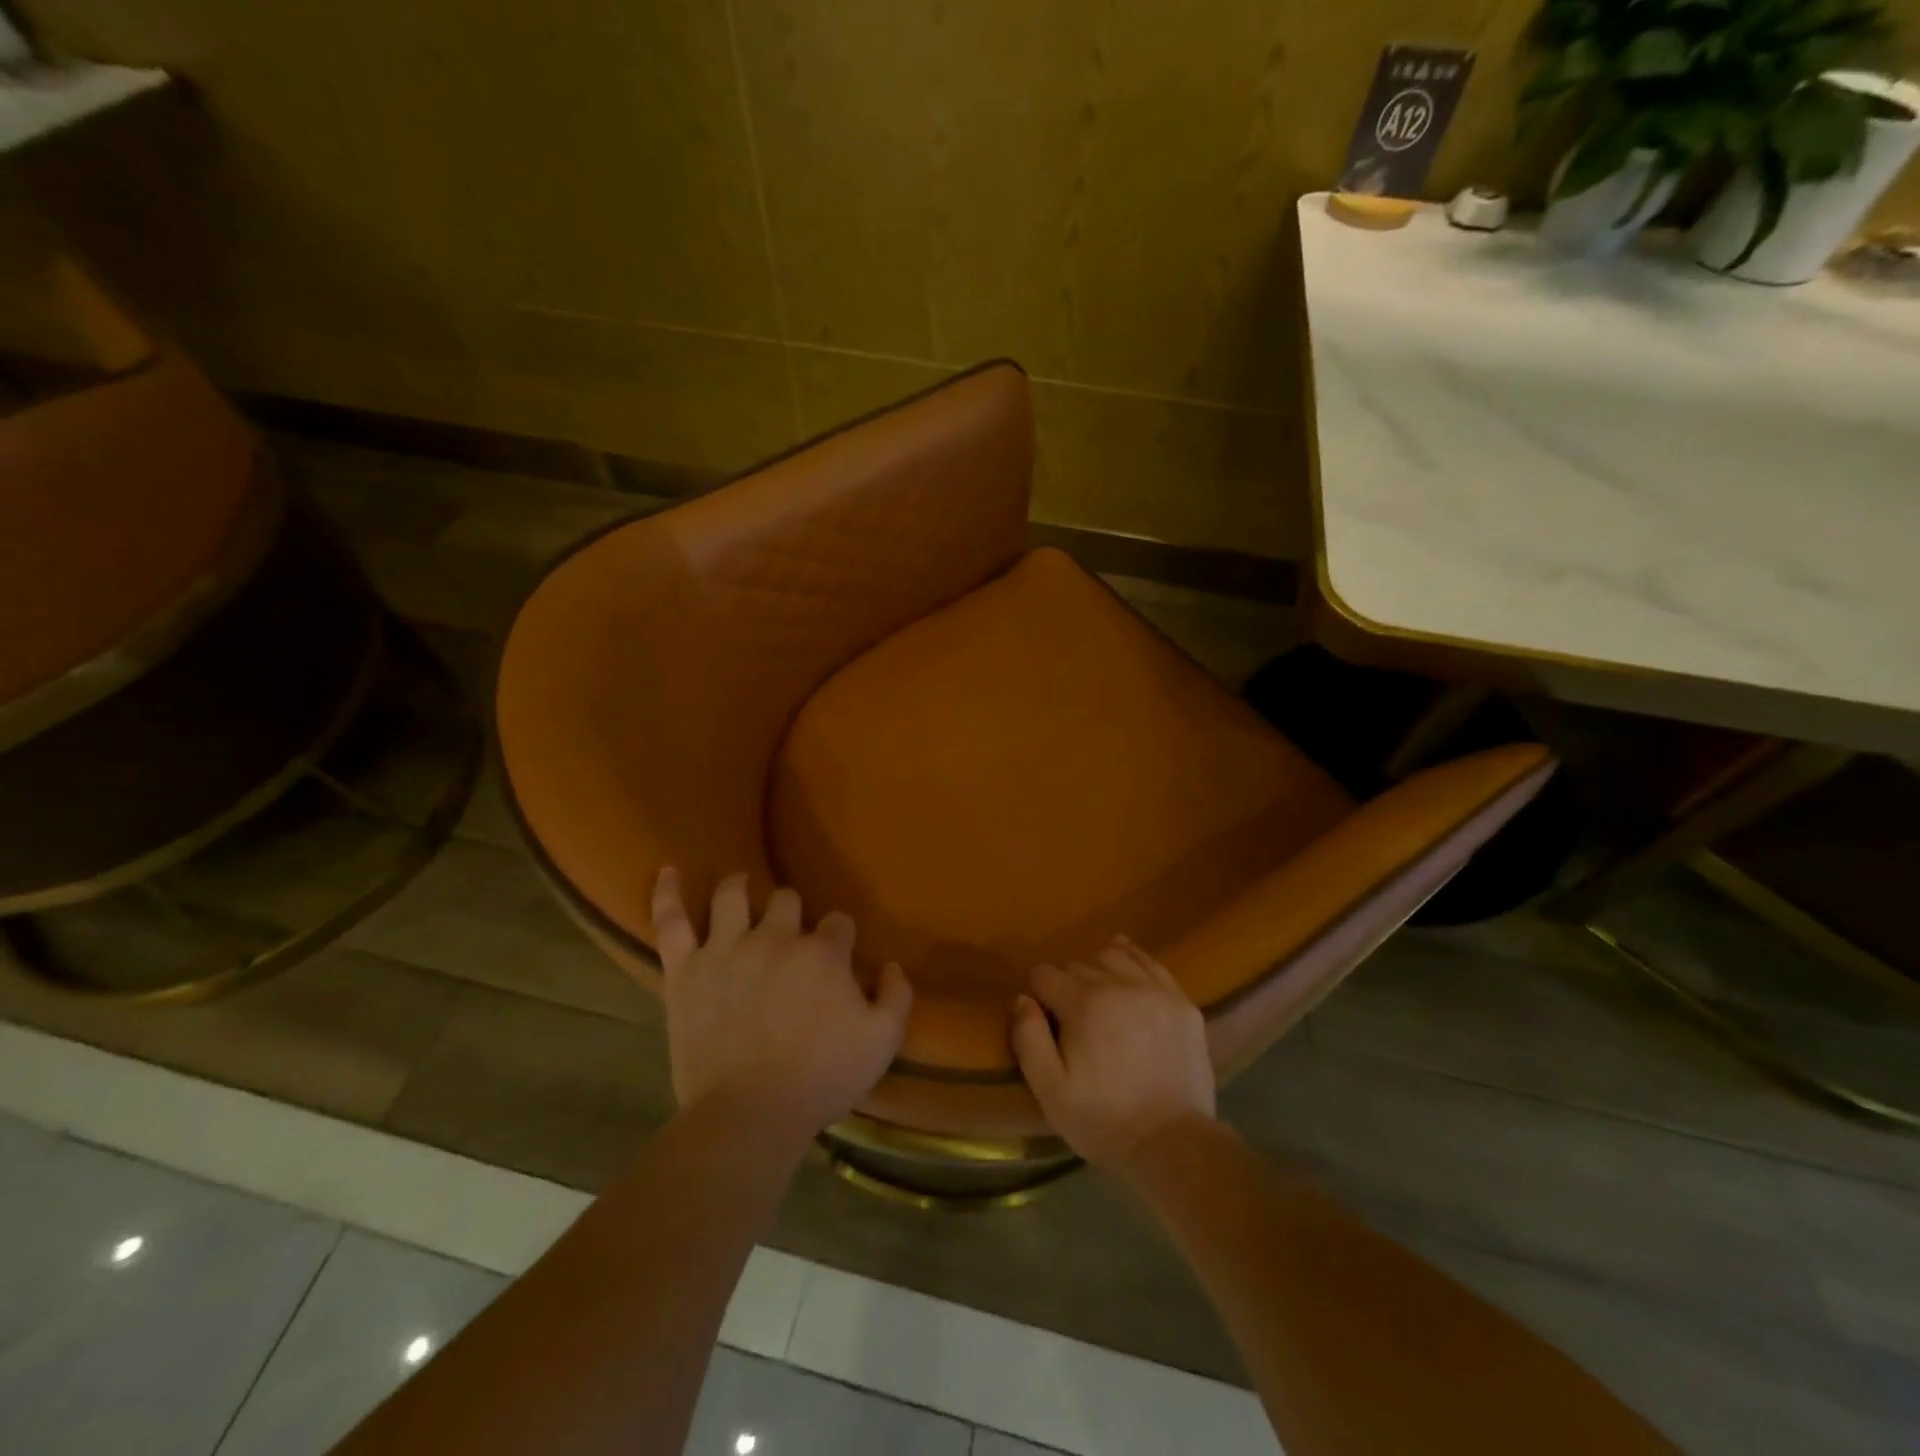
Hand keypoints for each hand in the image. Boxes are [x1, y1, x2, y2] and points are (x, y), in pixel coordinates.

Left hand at [652, 868, 911, 1143]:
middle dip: (793, 912)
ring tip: (742, 887)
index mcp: (822, 953)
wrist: (749, 1115)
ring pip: (732, 895)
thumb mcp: (881, 1042)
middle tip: (791, 936)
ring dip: (741, 887)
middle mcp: (775, 938)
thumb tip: (892, 966)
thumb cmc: (820, 1079)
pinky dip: (668, 894)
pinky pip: (671, 922)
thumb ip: (896, 996)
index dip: (841, 937)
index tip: (839, 957)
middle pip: (786, 900)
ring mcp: (726, 949)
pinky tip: (668, 871)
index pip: (838, 922)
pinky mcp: (686, 970)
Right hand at [1011, 936, 1215, 1169]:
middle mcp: (1119, 985)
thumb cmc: (1103, 1120)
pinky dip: (1134, 960)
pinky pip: (1152, 964)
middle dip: (1066, 985)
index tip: (1043, 1021)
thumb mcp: (1050, 1090)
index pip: (1044, 974)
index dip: (1037, 994)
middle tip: (1071, 1021)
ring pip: (1114, 956)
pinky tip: (1126, 970)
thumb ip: (1028, 1038)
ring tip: (1099, 999)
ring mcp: (1156, 991)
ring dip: (1098, 970)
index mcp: (1083, 1004)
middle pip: (1078, 964)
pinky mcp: (1183, 1003)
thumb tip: (1022, 998)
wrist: (1173, 1145)